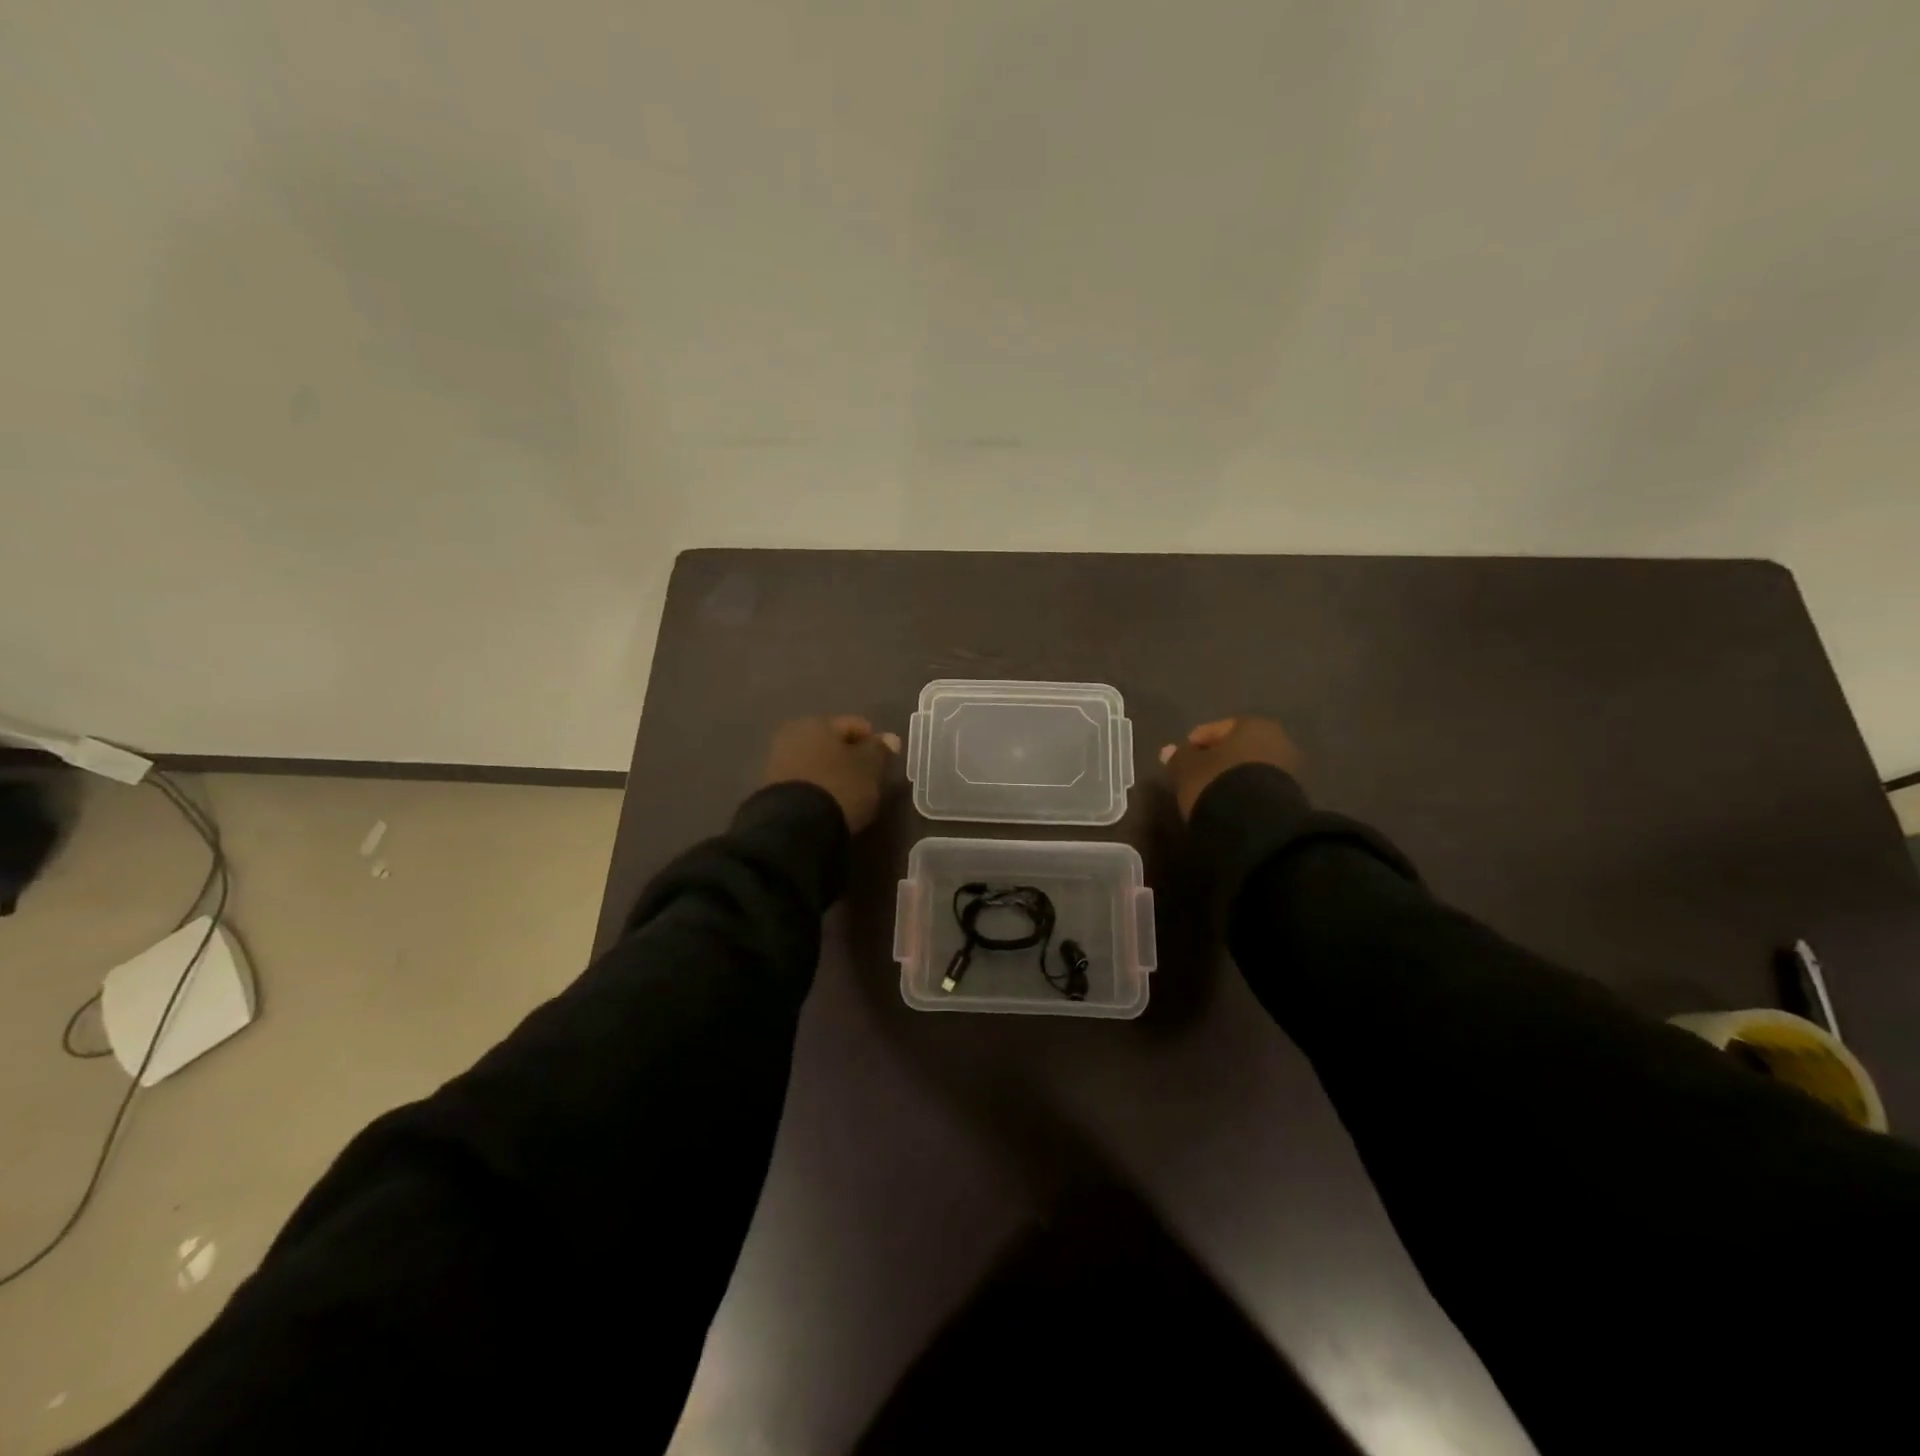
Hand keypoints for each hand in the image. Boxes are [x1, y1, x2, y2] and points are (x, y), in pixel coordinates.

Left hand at [764, 716, 899, 832]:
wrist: (794, 826)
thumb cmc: (839, 786)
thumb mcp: (869, 768)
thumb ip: (880, 750)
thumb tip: (890, 738)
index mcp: (818, 722)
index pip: (854, 725)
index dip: (872, 741)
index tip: (884, 762)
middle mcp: (794, 734)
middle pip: (831, 742)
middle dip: (848, 756)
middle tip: (867, 777)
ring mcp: (778, 761)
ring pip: (816, 761)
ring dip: (832, 771)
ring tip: (849, 792)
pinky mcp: (772, 788)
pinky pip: (805, 780)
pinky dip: (818, 786)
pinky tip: (829, 801)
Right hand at [1159, 716, 1303, 819]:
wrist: (1258, 825)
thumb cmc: (1218, 784)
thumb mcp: (1187, 769)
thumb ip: (1178, 757)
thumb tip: (1169, 751)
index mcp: (1252, 724)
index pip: (1215, 730)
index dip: (1195, 745)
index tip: (1181, 762)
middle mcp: (1277, 739)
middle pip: (1237, 748)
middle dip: (1218, 761)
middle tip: (1196, 777)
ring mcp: (1289, 769)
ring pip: (1250, 769)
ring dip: (1232, 778)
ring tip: (1211, 795)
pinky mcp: (1293, 797)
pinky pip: (1260, 788)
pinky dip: (1245, 794)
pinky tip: (1230, 806)